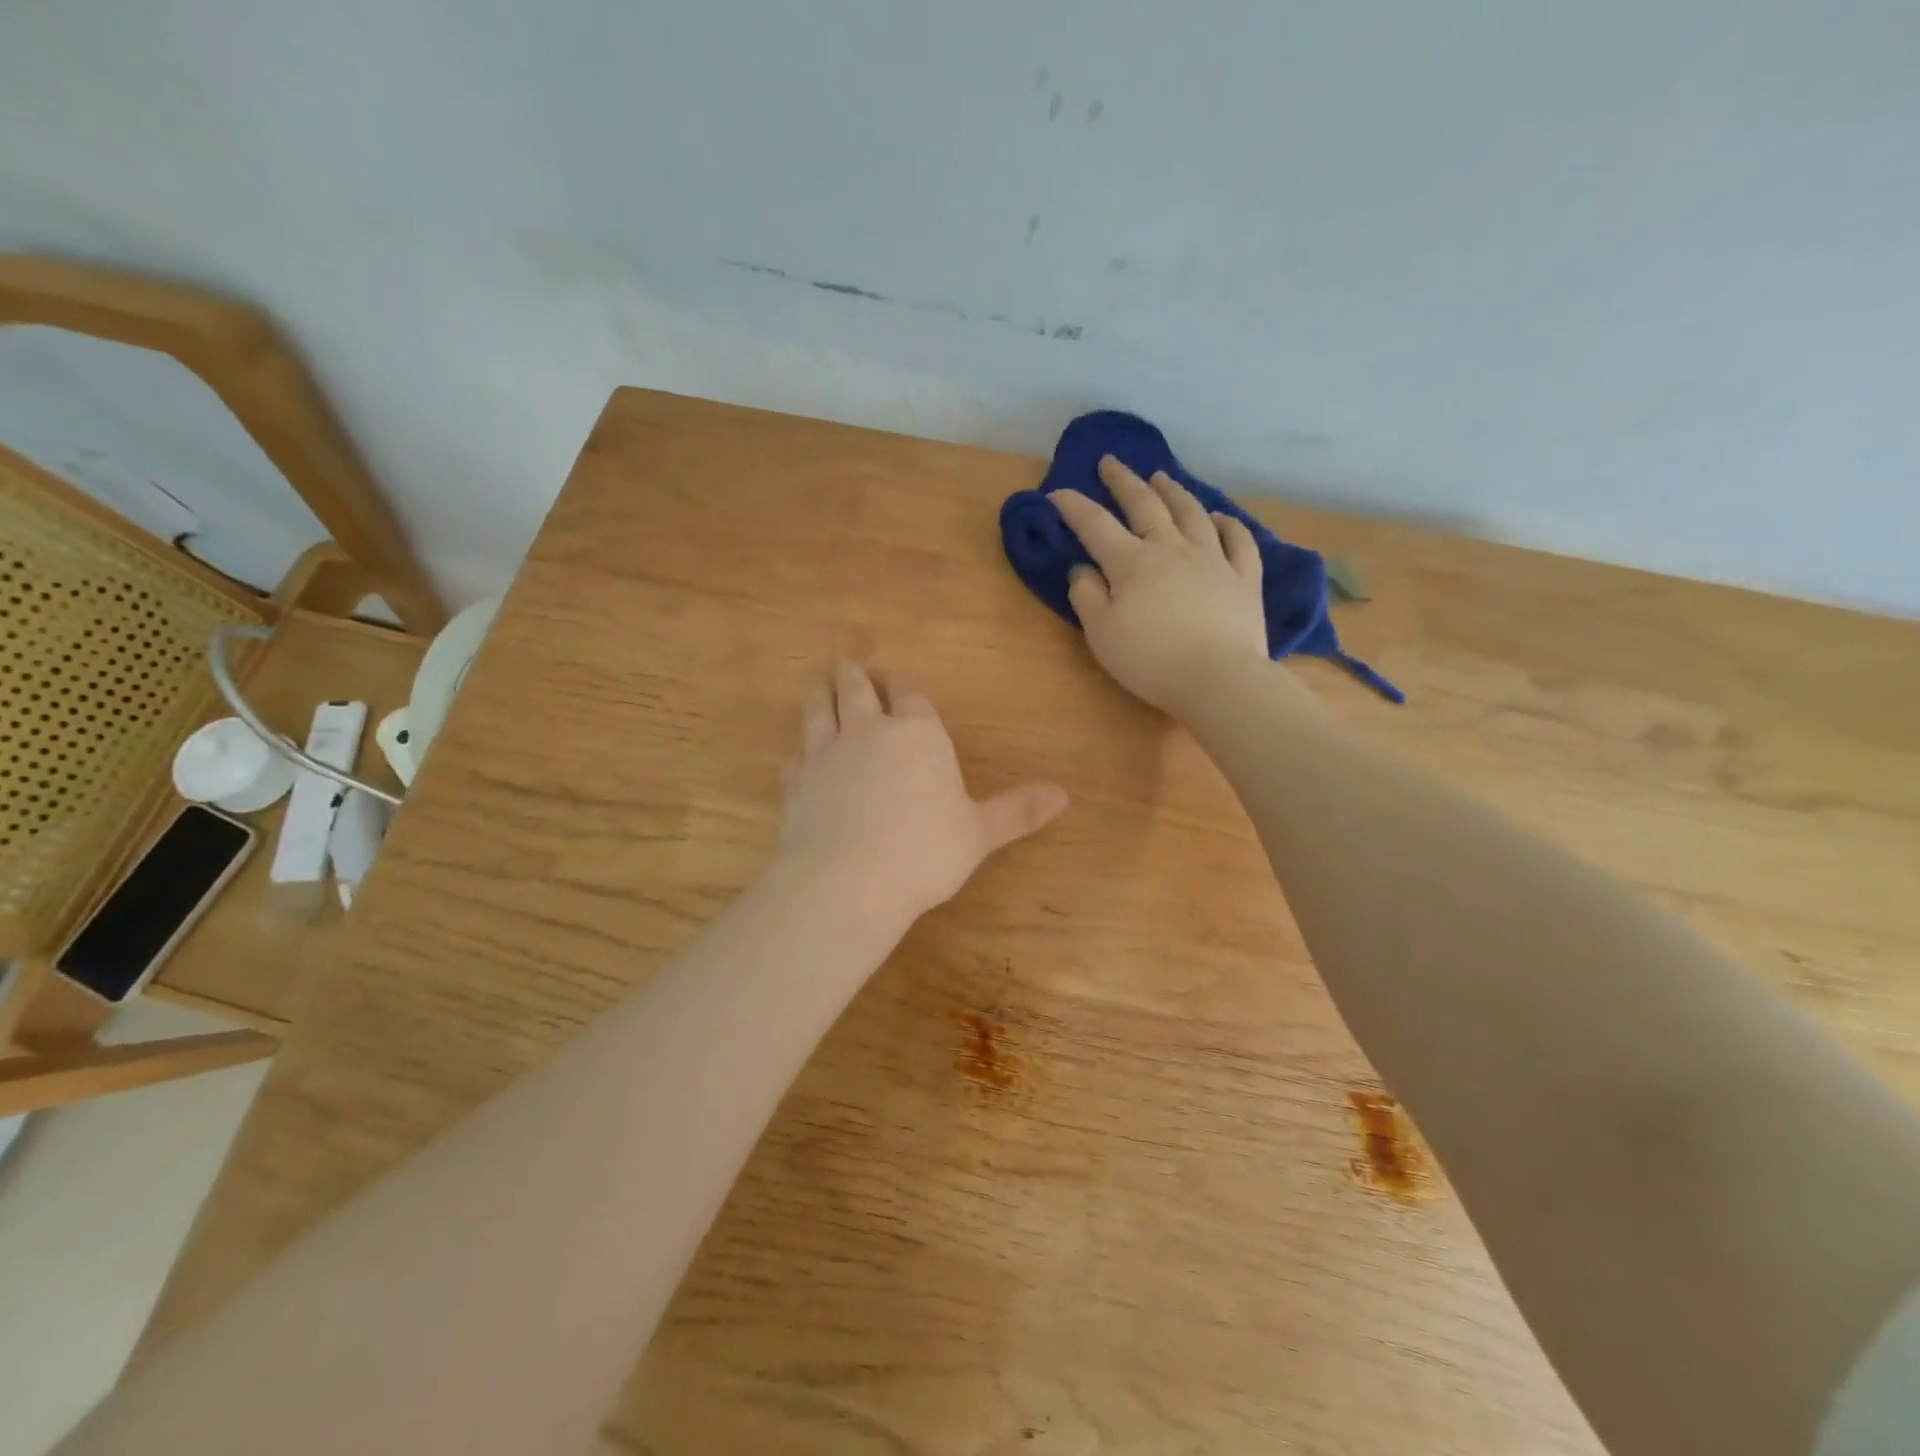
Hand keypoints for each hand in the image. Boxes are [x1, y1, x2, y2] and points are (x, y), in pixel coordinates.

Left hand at [776, 661, 1068, 925]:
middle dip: (855, 675)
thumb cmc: (925, 852)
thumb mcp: (980, 833)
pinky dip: (799, 756)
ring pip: (819, 712)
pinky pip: (796, 760)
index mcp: (917, 735)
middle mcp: (869, 732)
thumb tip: (1065, 795)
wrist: (849, 881)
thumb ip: (1018, 811)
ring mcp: (826, 755)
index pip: (910, 694)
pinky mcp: (796, 783)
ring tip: (818, 685)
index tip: (897, 678)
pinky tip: (798, 762)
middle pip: (858, 690)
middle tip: (848, 664)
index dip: (904, 684)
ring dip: (820, 695)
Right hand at [1052, 456, 1270, 713]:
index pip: (1095, 525)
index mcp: (1132, 563)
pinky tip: (1219, 516)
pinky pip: (1238, 540)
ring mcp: (1213, 559)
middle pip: (1145, 505)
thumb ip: (1087, 597)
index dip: (1074, 506)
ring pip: (1191, 513)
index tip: (1057, 492)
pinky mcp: (1243, 578)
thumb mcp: (1102, 634)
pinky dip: (1227, 523)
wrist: (1219, 678)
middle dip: (1123, 481)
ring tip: (1161, 477)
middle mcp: (1171, 549)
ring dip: (1173, 491)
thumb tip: (1082, 569)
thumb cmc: (1151, 660)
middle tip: (1111, 462)